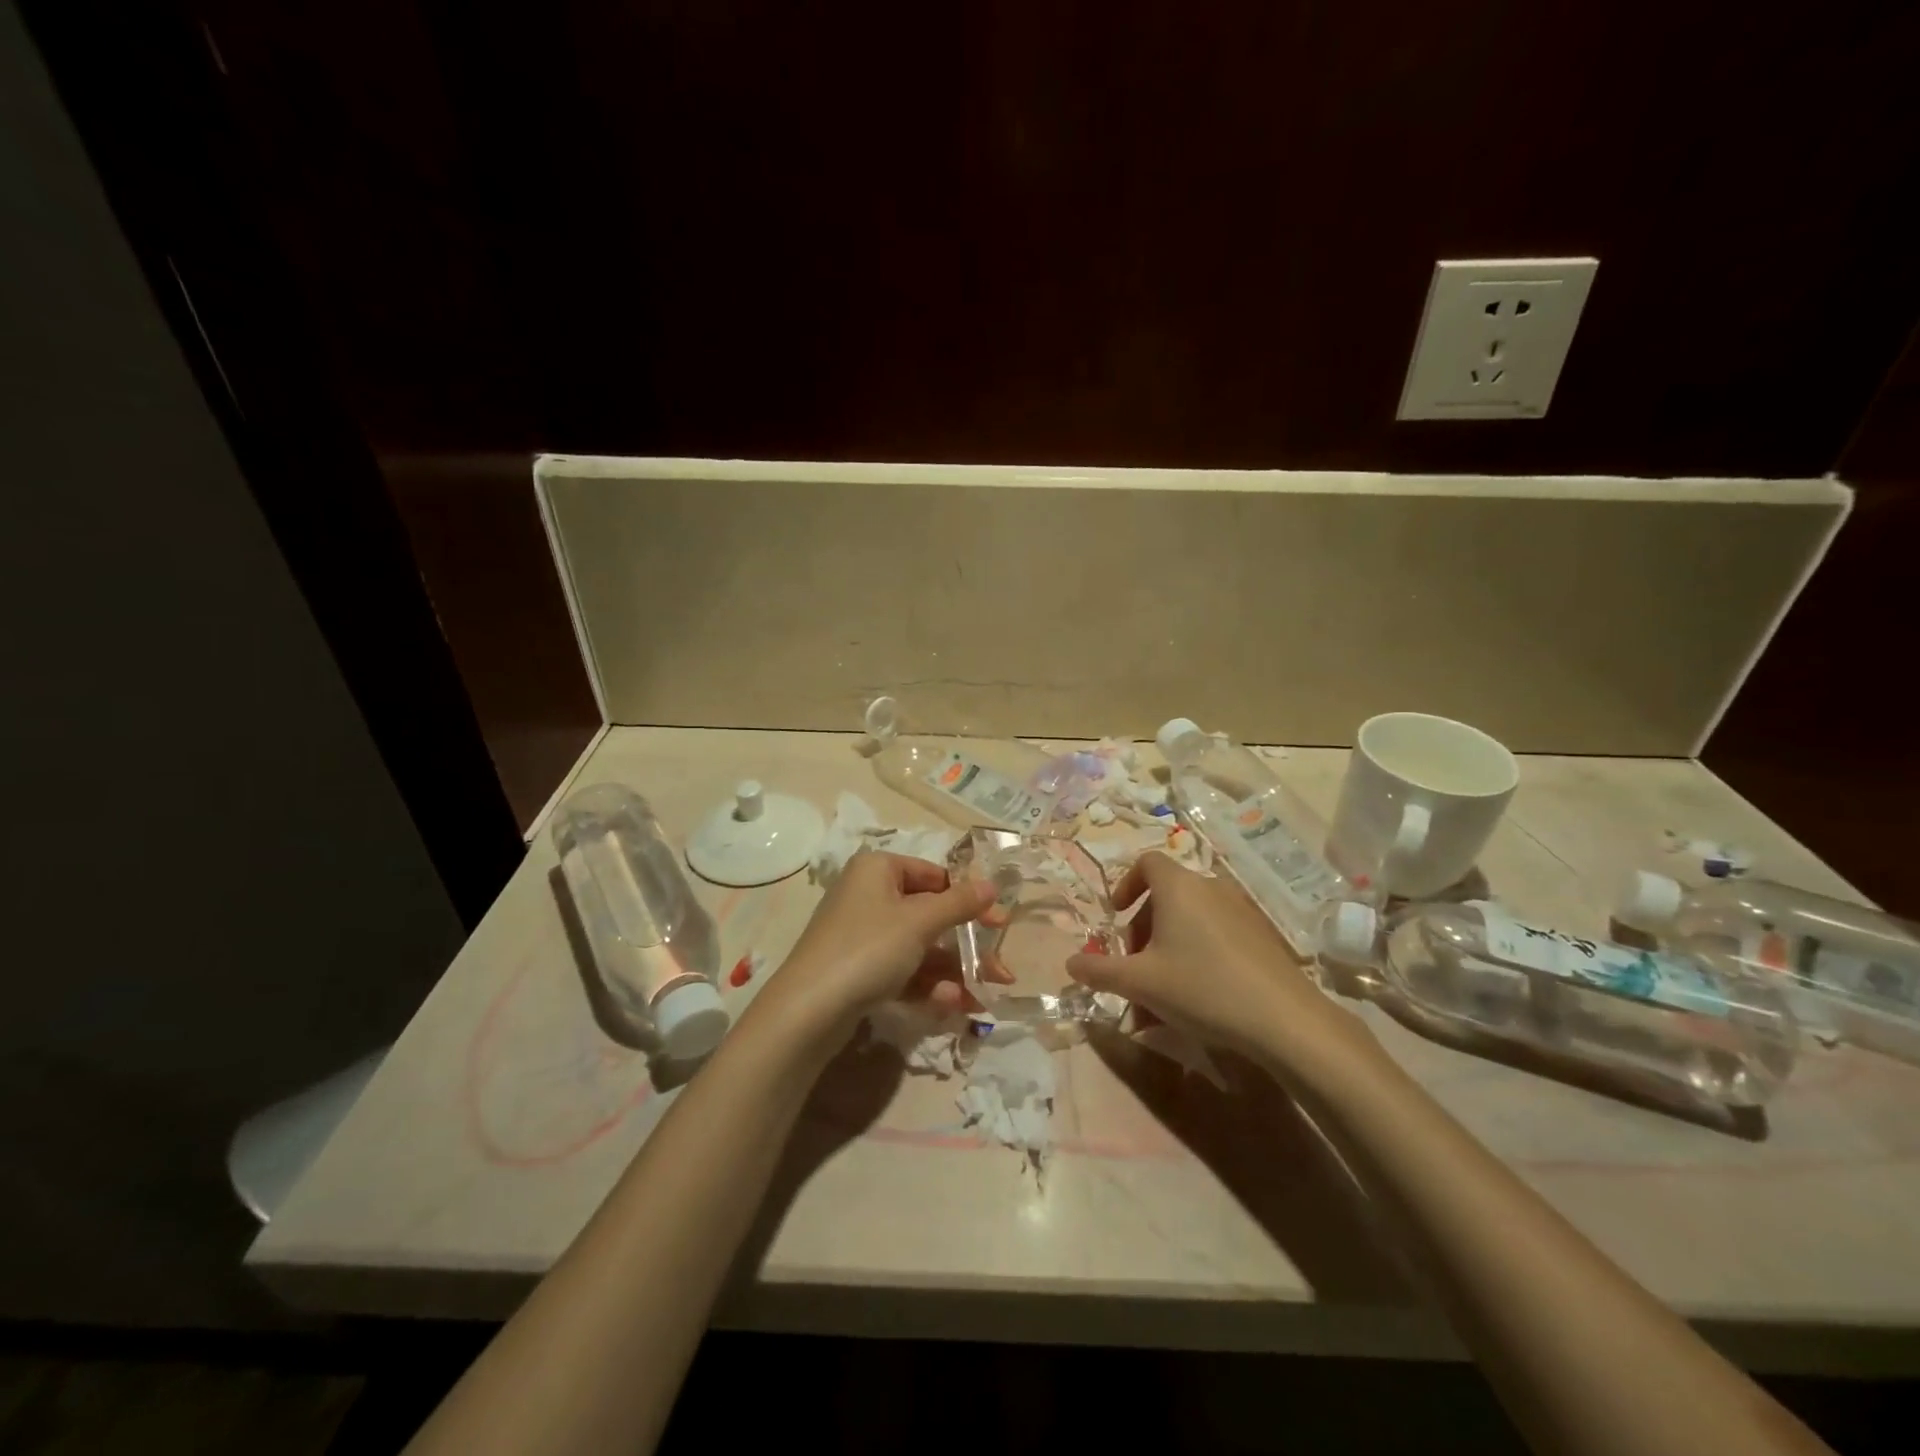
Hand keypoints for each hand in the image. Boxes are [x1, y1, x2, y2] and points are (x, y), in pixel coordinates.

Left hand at [766, 851, 995, 1038]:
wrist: (808, 1011)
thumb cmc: (868, 949)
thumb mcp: (919, 922)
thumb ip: (959, 903)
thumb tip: (992, 885)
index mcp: (878, 869)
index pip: (934, 876)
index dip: (969, 899)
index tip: (999, 924)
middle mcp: (869, 896)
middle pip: (930, 916)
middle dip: (967, 947)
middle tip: (1001, 971)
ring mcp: (862, 936)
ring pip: (920, 949)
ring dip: (953, 973)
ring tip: (982, 998)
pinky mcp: (858, 971)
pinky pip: (902, 971)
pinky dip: (927, 986)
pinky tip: (950, 1006)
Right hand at [1065, 852, 1360, 1058]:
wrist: (1284, 1020)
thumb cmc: (1201, 988)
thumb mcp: (1140, 983)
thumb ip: (1100, 970)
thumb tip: (1071, 963)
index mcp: (1178, 887)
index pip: (1146, 863)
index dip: (1126, 884)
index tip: (1116, 916)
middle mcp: (1210, 887)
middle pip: (1166, 895)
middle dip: (1143, 928)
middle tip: (1134, 966)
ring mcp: (1240, 910)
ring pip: (1191, 919)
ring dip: (1169, 946)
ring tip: (1161, 991)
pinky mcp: (1262, 936)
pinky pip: (1216, 934)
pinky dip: (1197, 953)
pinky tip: (1197, 997)